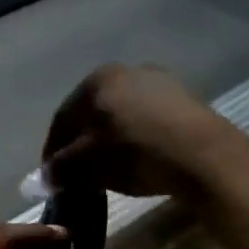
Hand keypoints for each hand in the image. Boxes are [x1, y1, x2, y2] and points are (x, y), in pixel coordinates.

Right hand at [43, 64, 245, 198]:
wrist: (204, 155)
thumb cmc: (136, 153)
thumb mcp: (89, 164)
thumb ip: (61, 168)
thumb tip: (44, 177)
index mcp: (96, 79)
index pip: (62, 118)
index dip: (52, 149)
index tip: (50, 175)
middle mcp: (126, 71)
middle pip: (91, 113)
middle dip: (81, 143)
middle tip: (77, 172)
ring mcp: (158, 82)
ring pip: (120, 115)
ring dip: (108, 140)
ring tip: (107, 168)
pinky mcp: (184, 99)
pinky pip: (146, 120)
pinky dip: (135, 138)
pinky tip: (137, 159)